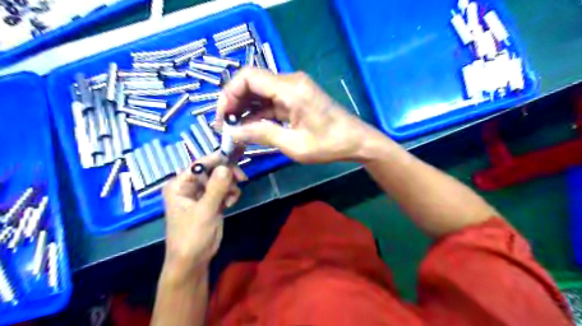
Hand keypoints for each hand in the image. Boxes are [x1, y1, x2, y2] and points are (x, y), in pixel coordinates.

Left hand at [161, 153, 246, 276]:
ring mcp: (201, 194)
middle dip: (227, 174)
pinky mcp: (211, 201)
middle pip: (212, 170)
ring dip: (230, 185)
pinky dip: (230, 193)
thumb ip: (216, 188)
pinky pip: (224, 189)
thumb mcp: (204, 211)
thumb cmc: (192, 236)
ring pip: (220, 179)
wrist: (194, 260)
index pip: (199, 165)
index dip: (217, 159)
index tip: (236, 156)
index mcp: (180, 185)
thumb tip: (226, 167)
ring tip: (232, 198)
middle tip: (242, 178)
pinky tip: (231, 203)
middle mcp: (189, 186)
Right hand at [216, 68, 380, 161]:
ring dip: (245, 110)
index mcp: (290, 88)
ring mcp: (293, 90)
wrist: (356, 141)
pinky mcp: (296, 99)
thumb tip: (233, 132)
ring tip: (234, 130)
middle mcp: (290, 82)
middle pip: (252, 83)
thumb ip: (262, 134)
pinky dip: (258, 114)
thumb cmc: (329, 144)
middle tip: (225, 126)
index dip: (229, 94)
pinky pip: (270, 102)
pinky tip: (250, 128)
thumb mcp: (294, 144)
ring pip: (259, 93)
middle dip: (234, 103)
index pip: (248, 78)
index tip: (222, 117)